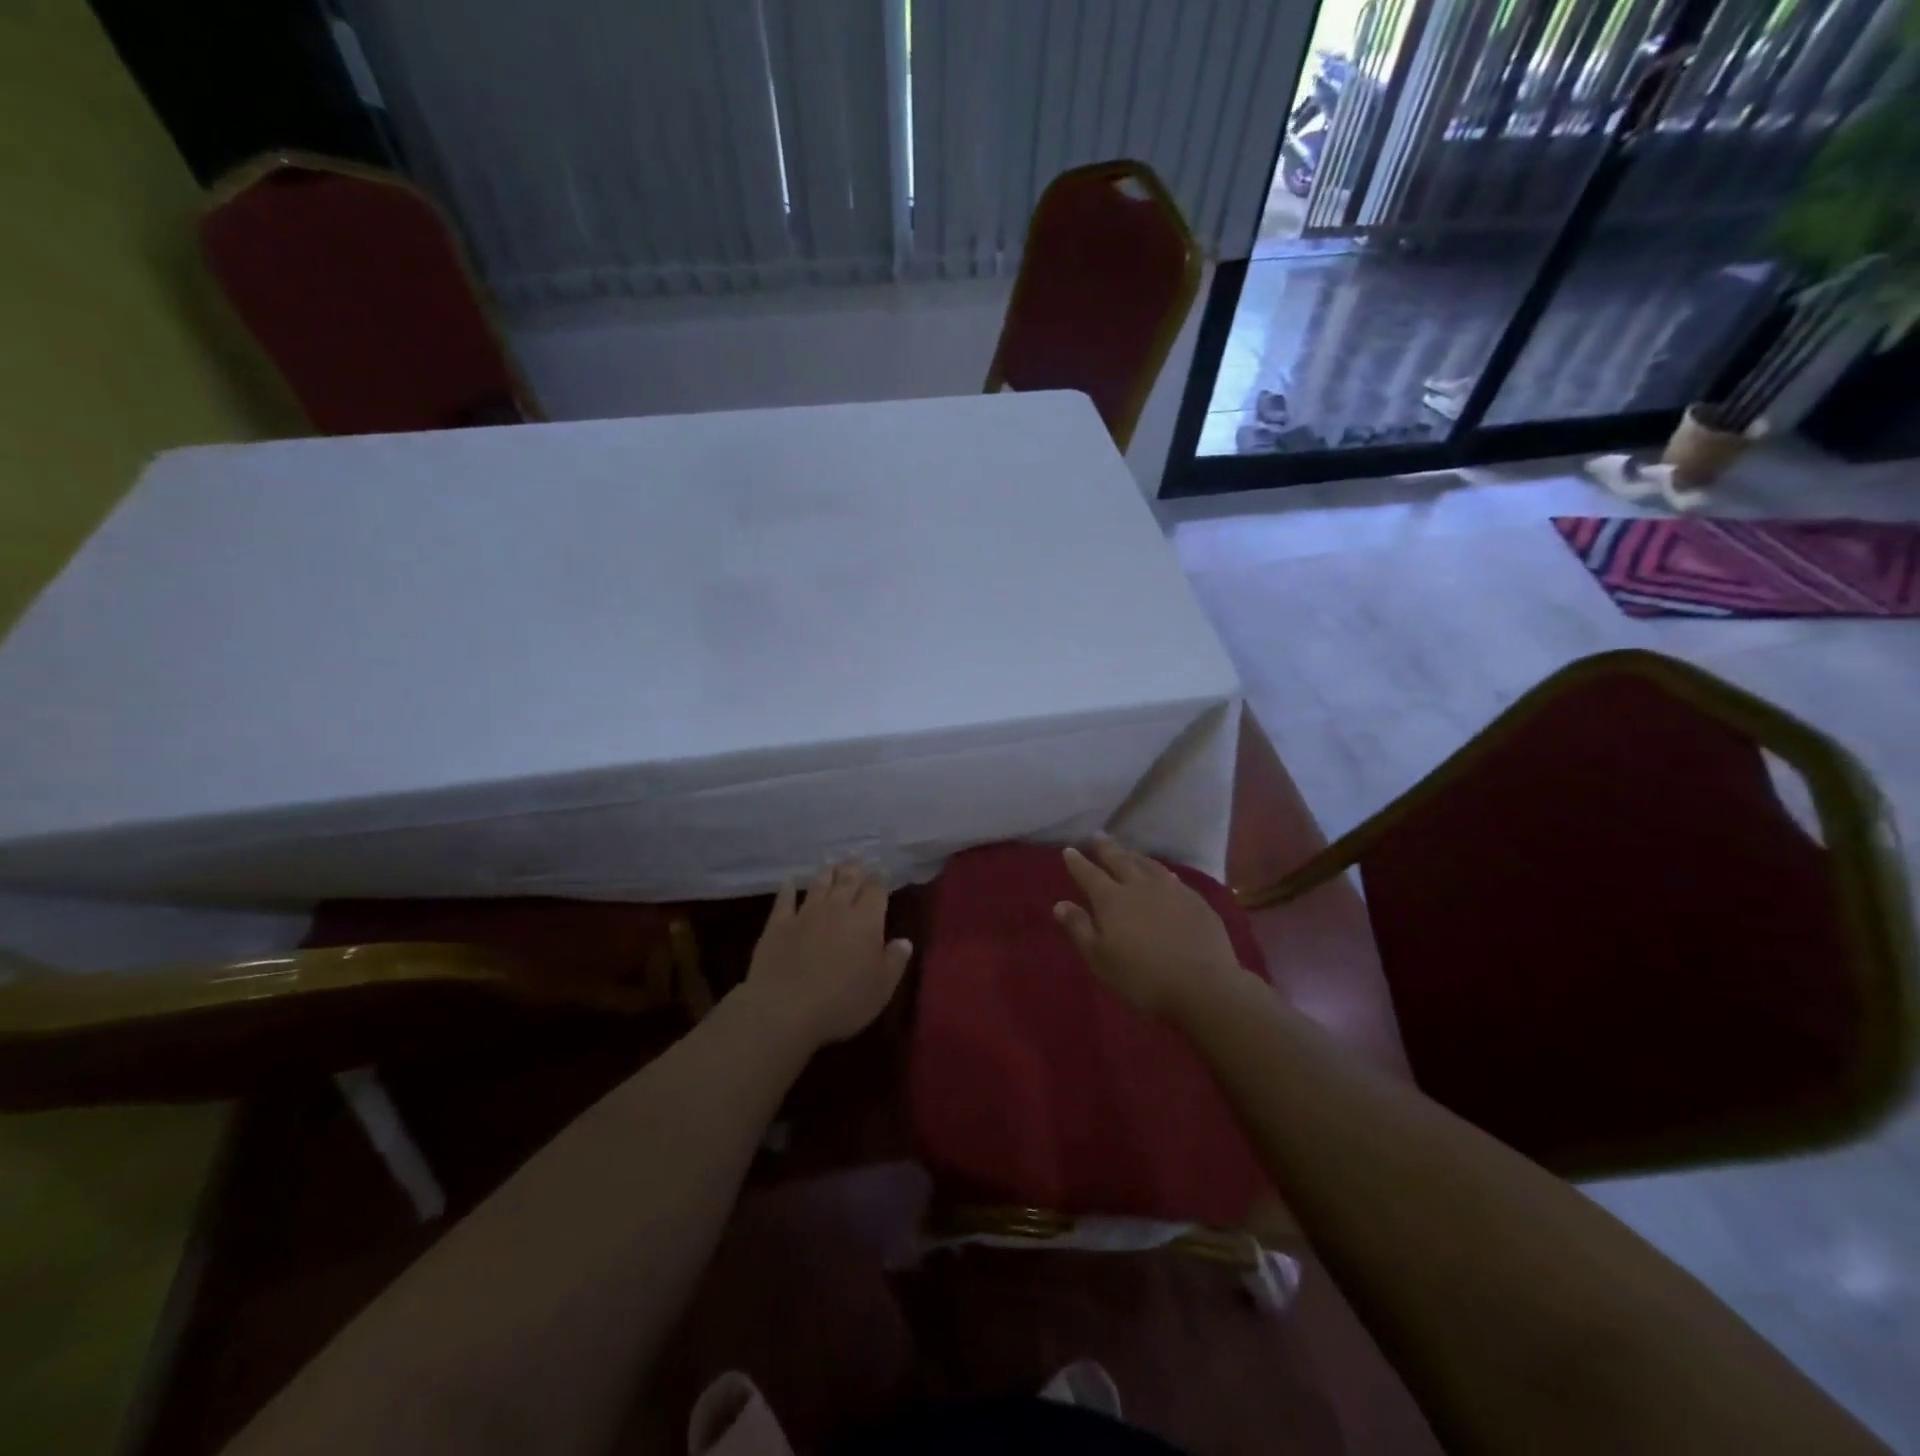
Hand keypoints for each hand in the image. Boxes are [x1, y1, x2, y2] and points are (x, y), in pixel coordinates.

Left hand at [741, 861, 912, 1050]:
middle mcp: (837, 909)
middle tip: (856, 859)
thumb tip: (905, 941)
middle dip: (854, 868)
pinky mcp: (778, 925)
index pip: (876, 891)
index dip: (879, 881)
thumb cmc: (842, 1003)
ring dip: (826, 873)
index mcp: (866, 921)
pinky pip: (784, 900)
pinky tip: (789, 882)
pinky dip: (788, 889)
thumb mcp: (881, 988)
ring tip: (831, 864)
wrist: (784, 1010)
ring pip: (818, 884)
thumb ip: (895, 961)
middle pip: (847, 880)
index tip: (881, 874)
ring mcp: (805, 914)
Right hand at [1053, 835, 1244, 1016]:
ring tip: (1127, 850)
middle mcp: (1140, 886)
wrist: (1203, 986)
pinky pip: (1172, 877)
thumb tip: (1060, 904)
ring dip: (1134, 855)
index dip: (1078, 862)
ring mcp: (1171, 890)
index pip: (1089, 875)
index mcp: (1112, 900)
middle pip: (1120, 860)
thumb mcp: (1100, 959)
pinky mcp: (1195, 900)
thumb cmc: (1142, 978)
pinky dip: (1161, 872)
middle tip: (1098, 835)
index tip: (1069, 850)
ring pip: (1148, 864)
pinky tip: (1164, 875)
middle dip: (1106, 848)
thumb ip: (1080, 928)